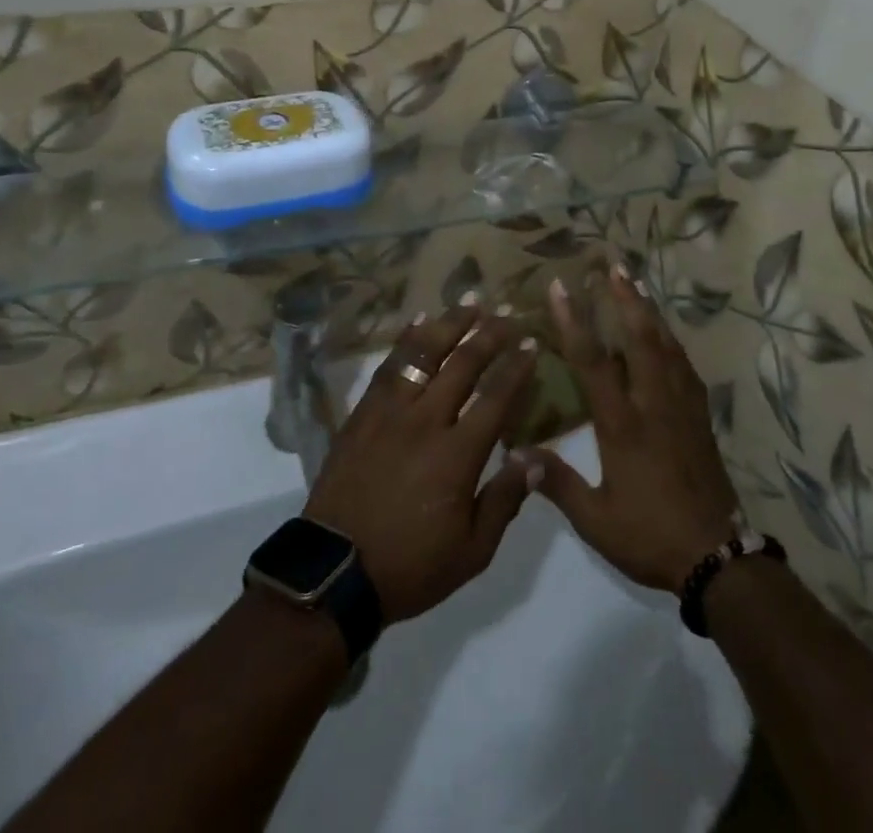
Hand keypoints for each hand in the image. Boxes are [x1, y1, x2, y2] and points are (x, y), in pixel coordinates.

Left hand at [303, 306, 543, 623]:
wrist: (335, 571)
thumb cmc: (411, 565)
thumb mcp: (472, 551)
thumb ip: (506, 499)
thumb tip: (537, 458)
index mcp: (457, 454)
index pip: (496, 397)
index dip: (517, 367)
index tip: (532, 342)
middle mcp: (426, 420)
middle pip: (463, 364)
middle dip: (490, 334)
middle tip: (508, 313)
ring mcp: (390, 411)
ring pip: (424, 353)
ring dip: (450, 323)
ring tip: (470, 302)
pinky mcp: (363, 412)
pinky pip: (388, 365)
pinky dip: (406, 339)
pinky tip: (418, 320)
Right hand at [518, 267, 740, 593]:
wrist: (717, 558)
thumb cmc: (650, 536)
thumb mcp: (596, 520)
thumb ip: (558, 485)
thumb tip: (517, 455)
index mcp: (622, 424)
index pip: (593, 362)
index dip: (574, 321)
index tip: (563, 287)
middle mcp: (653, 404)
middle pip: (639, 339)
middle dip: (625, 299)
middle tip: (614, 265)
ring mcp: (681, 408)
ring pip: (666, 347)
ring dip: (649, 312)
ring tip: (637, 284)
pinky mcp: (700, 418)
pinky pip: (685, 367)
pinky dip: (672, 342)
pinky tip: (667, 335)